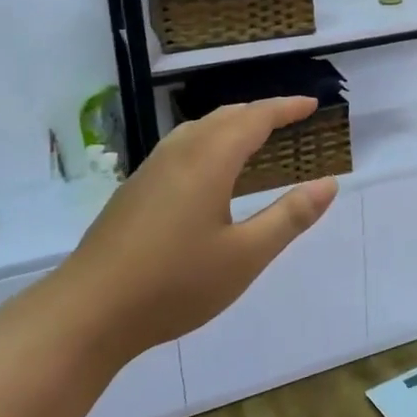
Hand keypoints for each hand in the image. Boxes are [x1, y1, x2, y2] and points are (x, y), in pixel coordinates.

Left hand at [57, 97, 337, 365]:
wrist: (88, 311)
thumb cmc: (175, 283)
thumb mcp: (245, 256)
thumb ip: (289, 217)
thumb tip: (328, 183)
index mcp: (209, 161)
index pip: (254, 118)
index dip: (286, 108)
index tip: (313, 104)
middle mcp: (179, 153)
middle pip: (225, 116)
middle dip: (261, 112)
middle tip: (291, 119)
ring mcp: (151, 170)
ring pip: (199, 129)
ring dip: (232, 124)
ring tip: (255, 137)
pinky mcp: (135, 190)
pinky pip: (182, 146)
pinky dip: (210, 141)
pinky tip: (210, 171)